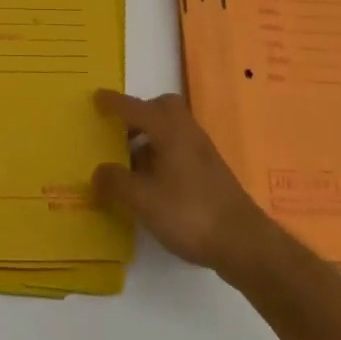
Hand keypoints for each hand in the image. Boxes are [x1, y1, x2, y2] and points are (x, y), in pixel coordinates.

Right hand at [91, 90, 280, 274]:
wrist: (244, 242)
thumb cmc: (189, 212)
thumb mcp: (143, 200)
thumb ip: (116, 182)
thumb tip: (97, 172)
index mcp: (167, 129)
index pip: (134, 108)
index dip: (113, 103)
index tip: (96, 98)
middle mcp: (186, 131)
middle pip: (160, 109)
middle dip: (139, 115)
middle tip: (119, 132)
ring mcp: (201, 151)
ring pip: (171, 130)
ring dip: (150, 138)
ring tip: (130, 162)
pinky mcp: (210, 171)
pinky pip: (179, 148)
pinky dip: (162, 155)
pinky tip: (153, 183)